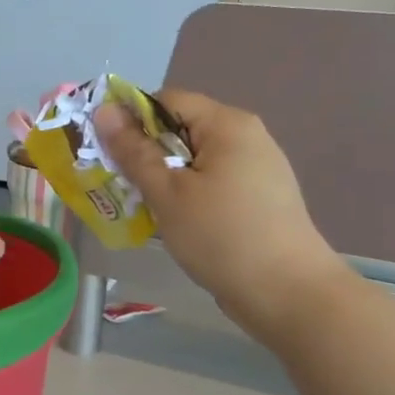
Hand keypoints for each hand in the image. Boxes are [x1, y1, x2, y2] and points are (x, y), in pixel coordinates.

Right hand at [95, 90, 344, 320]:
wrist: (289, 294)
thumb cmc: (222, 237)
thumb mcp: (167, 193)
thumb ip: (134, 151)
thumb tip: (105, 111)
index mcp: (227, 124)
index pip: (167, 100)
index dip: (132, 120)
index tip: (109, 152)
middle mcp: (247, 136)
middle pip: (182, 128)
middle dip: (148, 153)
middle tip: (122, 185)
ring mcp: (259, 167)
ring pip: (196, 159)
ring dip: (167, 178)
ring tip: (146, 208)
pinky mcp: (261, 197)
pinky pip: (214, 181)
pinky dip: (190, 194)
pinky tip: (179, 223)